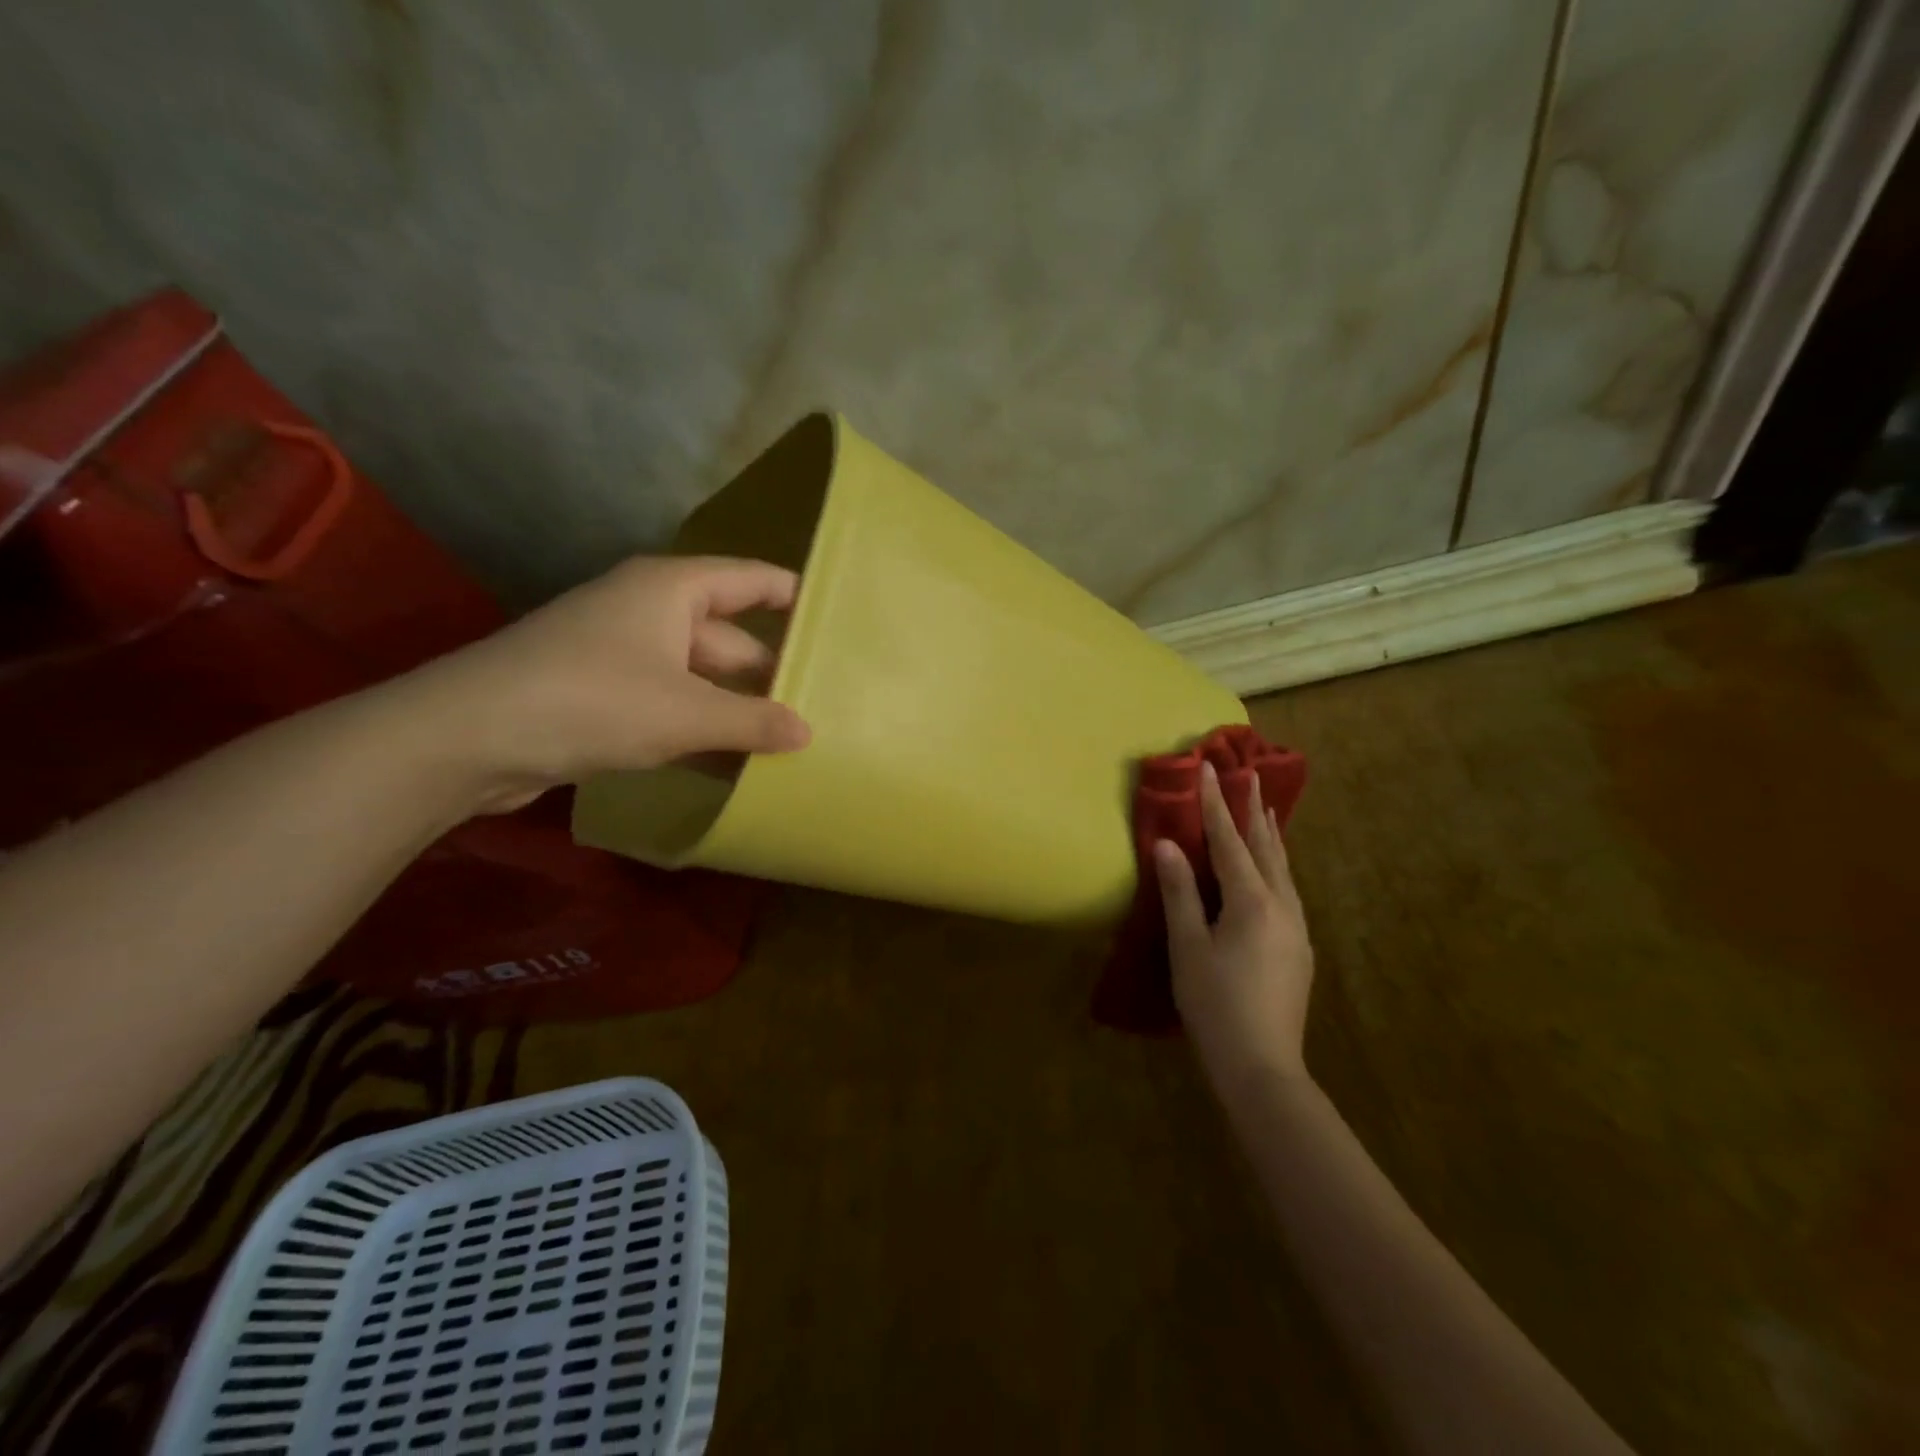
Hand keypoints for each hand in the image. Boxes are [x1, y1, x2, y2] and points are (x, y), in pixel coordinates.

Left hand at [392, 555, 811, 811]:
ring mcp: (626, 658)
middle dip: (772, 674)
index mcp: (672, 590)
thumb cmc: (591, 700)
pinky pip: (673, 709)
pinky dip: (703, 734)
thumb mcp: (685, 713)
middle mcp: (651, 613)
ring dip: (739, 712)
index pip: (751, 579)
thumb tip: (807, 733)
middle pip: (732, 638)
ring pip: (703, 681)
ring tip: (794, 745)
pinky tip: (738, 768)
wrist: (468, 738)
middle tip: (826, 708)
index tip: (838, 622)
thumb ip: (752, 721)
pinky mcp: (607, 699)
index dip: (794, 596)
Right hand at [1154, 761, 1314, 1090]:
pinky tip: (1272, 871)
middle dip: (1254, 811)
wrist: (1263, 1066)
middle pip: (1267, 848)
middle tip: (1249, 777)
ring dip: (1270, 837)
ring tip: (1266, 812)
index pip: (1229, 842)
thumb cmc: (1215, 1004)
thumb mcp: (1187, 947)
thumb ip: (1180, 892)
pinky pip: (1287, 890)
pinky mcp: (1299, 949)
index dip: (1215, 804)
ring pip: (1283, 870)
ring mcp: (1297, 929)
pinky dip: (1276, 866)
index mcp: (1252, 902)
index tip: (1209, 768)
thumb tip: (1168, 845)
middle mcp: (1282, 907)